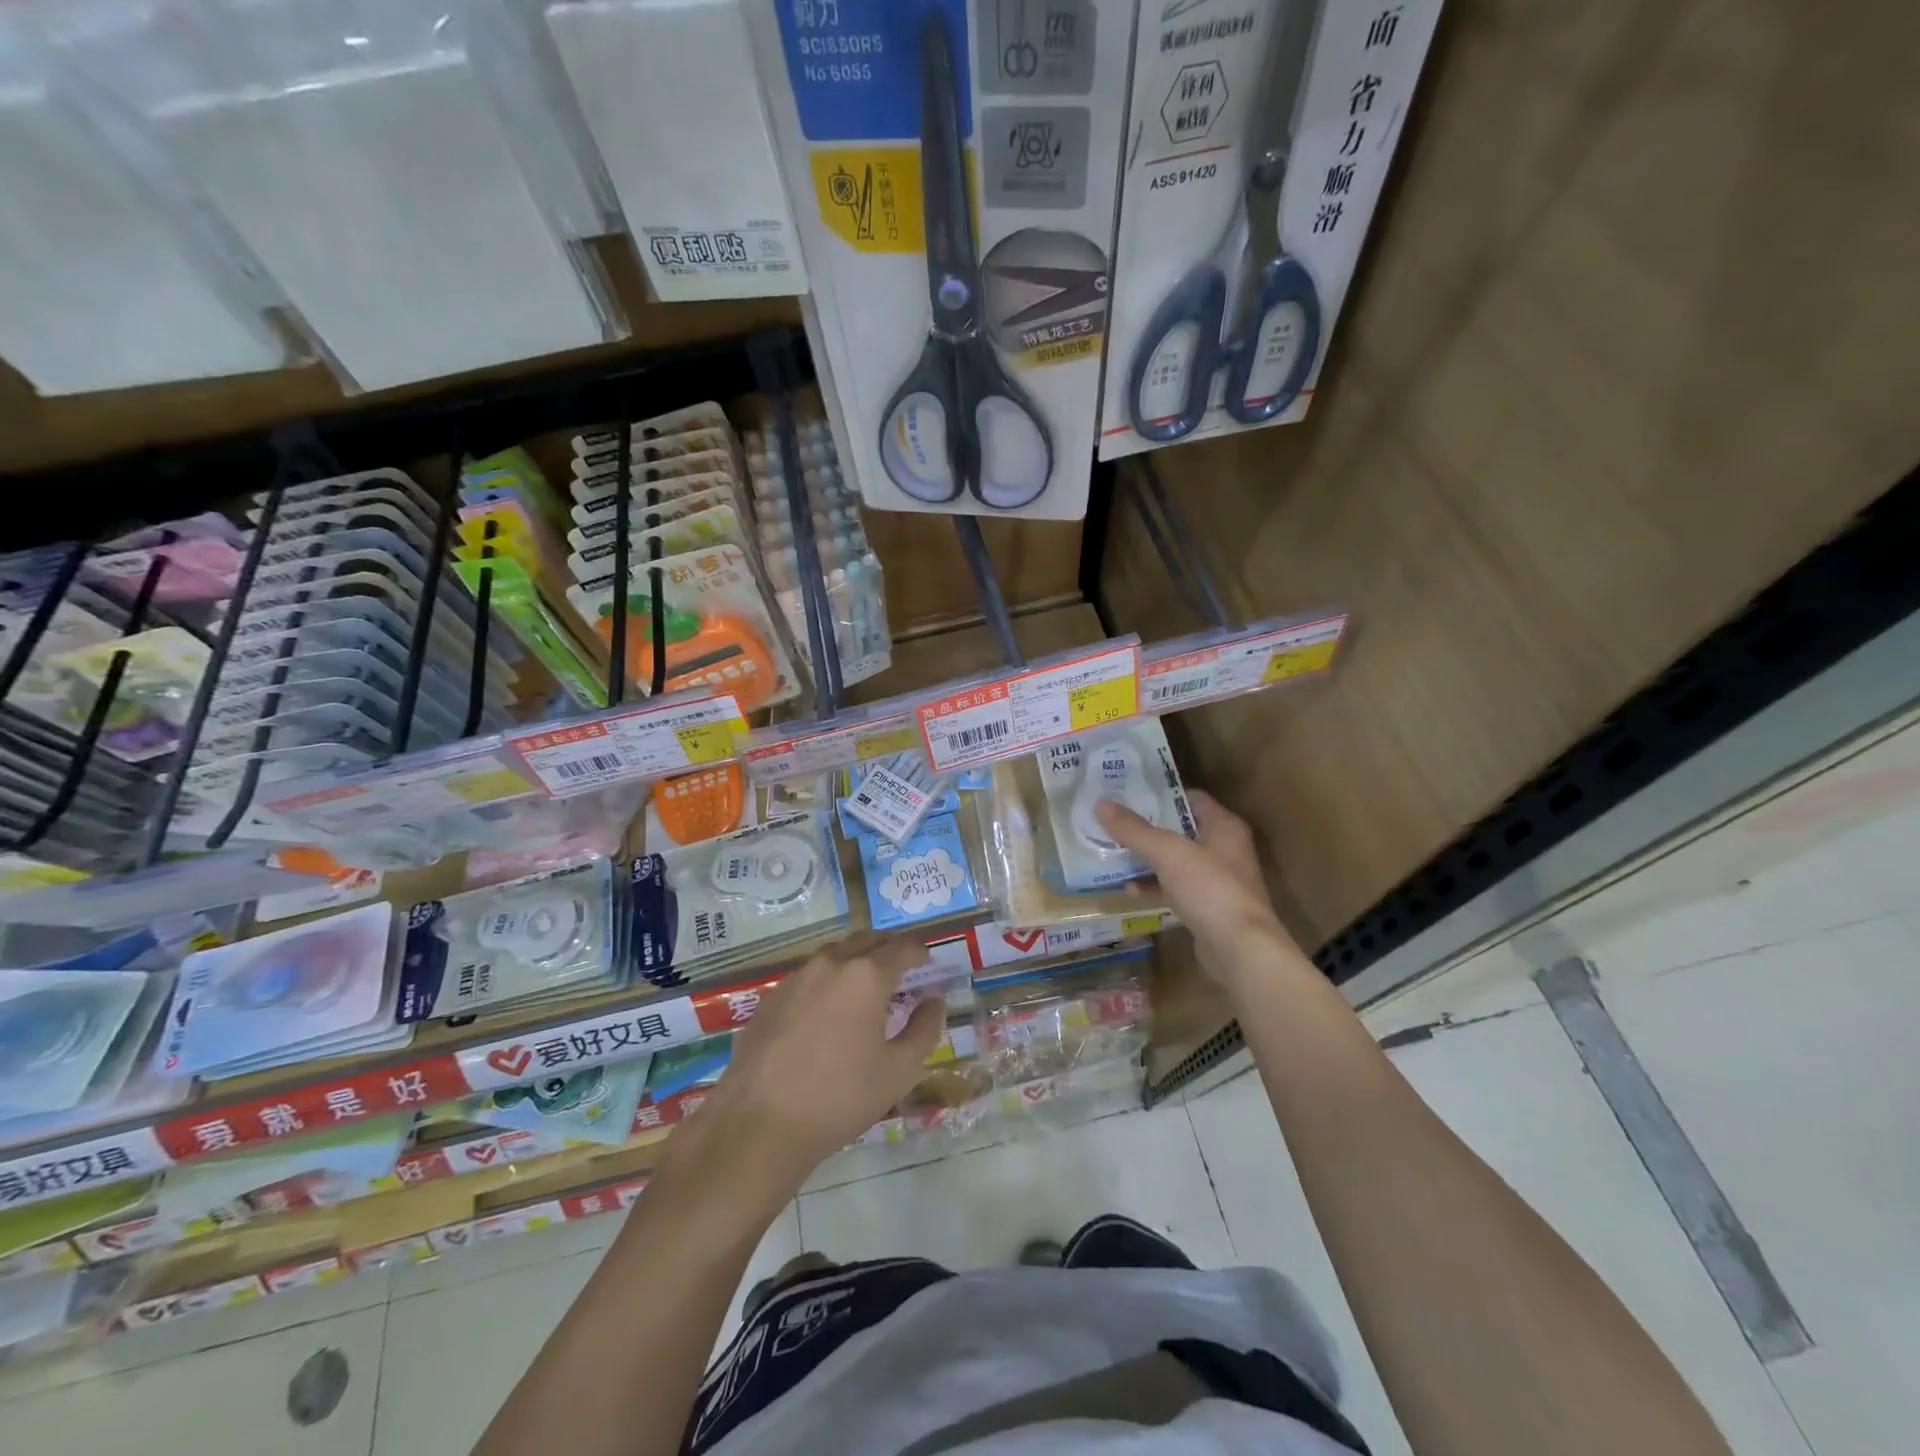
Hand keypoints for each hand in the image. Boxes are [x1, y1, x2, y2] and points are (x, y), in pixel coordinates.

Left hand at [694, 933, 945, 1177]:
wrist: (759, 1124)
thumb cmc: (840, 1097)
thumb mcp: (899, 1071)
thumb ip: (924, 1029)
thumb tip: (934, 1000)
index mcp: (866, 975)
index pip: (902, 947)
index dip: (920, 952)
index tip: (928, 963)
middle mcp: (831, 963)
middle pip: (867, 941)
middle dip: (889, 949)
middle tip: (903, 970)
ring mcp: (796, 977)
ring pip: (835, 955)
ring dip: (856, 962)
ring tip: (867, 989)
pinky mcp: (770, 998)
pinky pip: (809, 976)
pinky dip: (828, 981)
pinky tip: (828, 1012)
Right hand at [1096, 790, 1306, 991]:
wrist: (1240, 949)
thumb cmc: (1209, 888)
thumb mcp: (1167, 852)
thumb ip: (1134, 829)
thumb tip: (1101, 804)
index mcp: (1223, 825)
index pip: (1189, 797)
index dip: (1159, 793)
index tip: (1127, 792)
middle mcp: (1224, 848)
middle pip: (1180, 828)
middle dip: (1147, 826)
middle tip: (1113, 820)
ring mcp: (1217, 879)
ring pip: (1175, 859)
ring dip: (1148, 857)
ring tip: (1113, 850)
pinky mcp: (1208, 906)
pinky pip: (1175, 887)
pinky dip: (1154, 885)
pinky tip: (1129, 888)